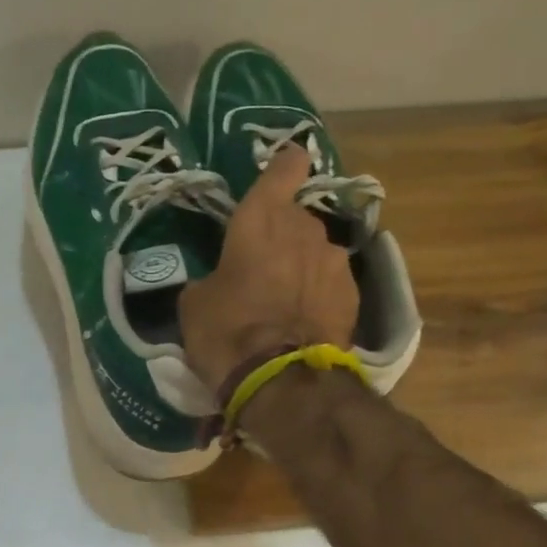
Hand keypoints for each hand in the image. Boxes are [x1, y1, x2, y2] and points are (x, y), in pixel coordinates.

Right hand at [179, 144, 359, 389]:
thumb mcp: (195, 303)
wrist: (280, 380)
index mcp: (260, 219)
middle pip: (295, 218)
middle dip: (281, 235)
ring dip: (300, 266)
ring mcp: (333, 260)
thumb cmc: (226, 331)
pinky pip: (329, 283)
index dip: (284, 166)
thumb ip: (211, 278)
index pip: (283, 169)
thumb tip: (218, 283)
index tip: (284, 166)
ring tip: (282, 299)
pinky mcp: (352, 294)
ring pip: (314, 251)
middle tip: (261, 266)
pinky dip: (317, 294)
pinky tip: (302, 320)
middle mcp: (304, 228)